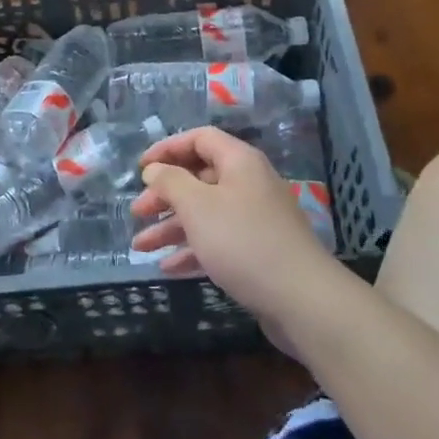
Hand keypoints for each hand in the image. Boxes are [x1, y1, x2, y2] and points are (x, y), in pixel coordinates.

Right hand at [130, 127, 338, 322]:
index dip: (168, 148)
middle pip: (200, 177)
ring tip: (140, 246)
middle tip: (137, 212)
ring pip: (205, 213)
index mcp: (239, 161)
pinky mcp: (258, 251)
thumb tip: (155, 169)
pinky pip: (218, 241)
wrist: (302, 299)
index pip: (200, 139)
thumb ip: (171, 182)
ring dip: (172, 227)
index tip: (141, 167)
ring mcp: (255, 219)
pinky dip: (193, 249)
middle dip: (165, 194)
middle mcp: (249, 183)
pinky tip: (168, 267)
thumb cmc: (243, 241)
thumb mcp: (198, 206)